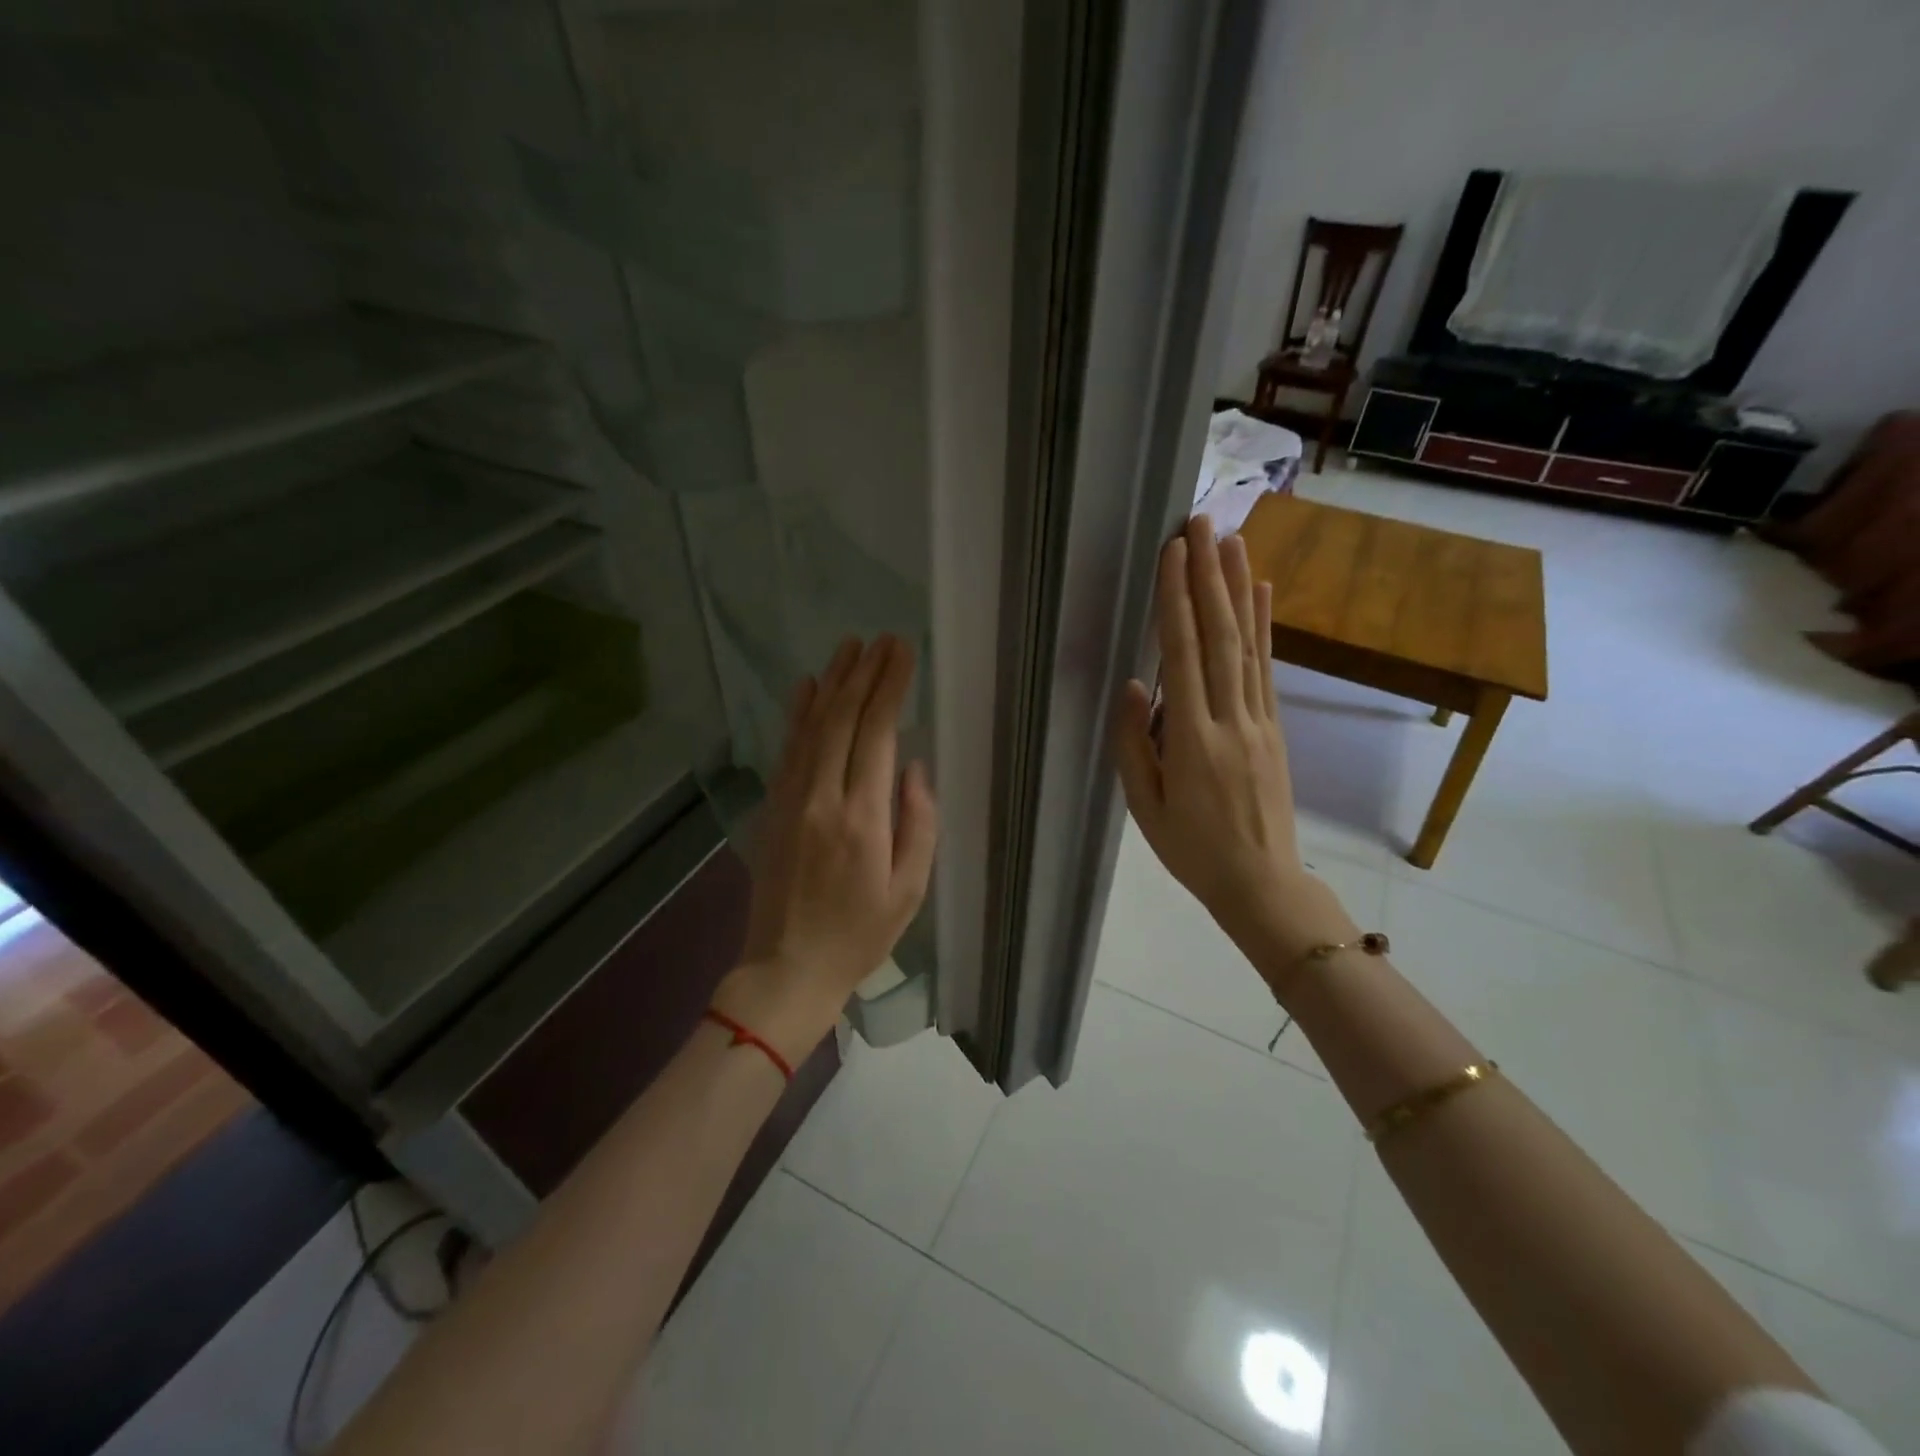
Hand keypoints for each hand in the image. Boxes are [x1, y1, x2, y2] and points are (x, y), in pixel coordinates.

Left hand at [716, 635, 937, 1063]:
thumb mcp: (909, 890)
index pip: (877, 734)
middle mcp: (822, 798)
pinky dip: (798, 713)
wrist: (788, 967)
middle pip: (842, 719)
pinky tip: (807, 686)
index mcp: (862, 818)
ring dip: (831, 682)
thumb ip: (918, 824)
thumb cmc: (860, 935)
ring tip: (849, 646)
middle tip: (882, 639)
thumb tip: (914, 767)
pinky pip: (787, 749)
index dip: (890, 688)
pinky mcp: (773, 808)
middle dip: (865, 674)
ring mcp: (791, 800)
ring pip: (811, 726)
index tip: (902, 652)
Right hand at [1113, 518, 1356, 989]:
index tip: (1172, 553)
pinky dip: (1263, 626)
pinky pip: (1266, 668)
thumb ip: (1133, 745)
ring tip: (1233, 539)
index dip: (1175, 600)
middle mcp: (1230, 718)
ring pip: (1247, 643)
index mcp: (1191, 741)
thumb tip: (1132, 685)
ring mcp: (1259, 720)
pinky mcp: (1275, 727)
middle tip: (1201, 522)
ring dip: (1239, 588)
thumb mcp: (1145, 808)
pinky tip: (1261, 593)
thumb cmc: (1192, 850)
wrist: (1262, 883)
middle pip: (1219, 635)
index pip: (1181, 655)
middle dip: (1208, 575)